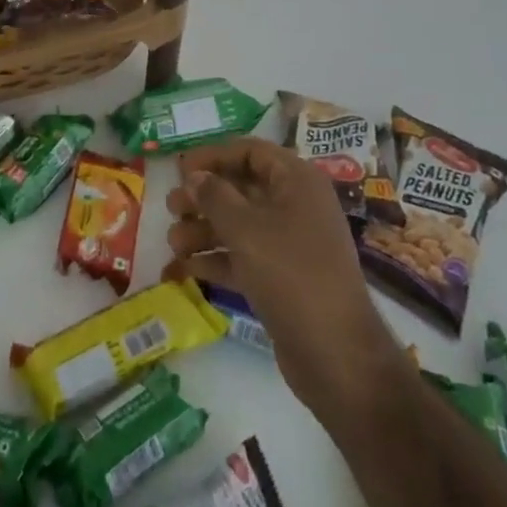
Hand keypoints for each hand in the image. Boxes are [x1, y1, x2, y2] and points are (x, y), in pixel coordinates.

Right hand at [165, 137, 408, 417]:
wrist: (336, 354)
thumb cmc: (291, 273)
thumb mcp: (246, 229)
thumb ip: (215, 196)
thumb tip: (194, 175)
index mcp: (297, 181)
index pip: (250, 151)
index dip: (213, 156)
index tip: (179, 169)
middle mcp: (296, 205)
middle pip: (242, 188)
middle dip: (203, 197)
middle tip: (171, 207)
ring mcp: (291, 244)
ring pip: (240, 224)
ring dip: (204, 230)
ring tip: (173, 243)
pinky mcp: (282, 278)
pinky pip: (244, 257)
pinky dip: (216, 260)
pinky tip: (184, 270)